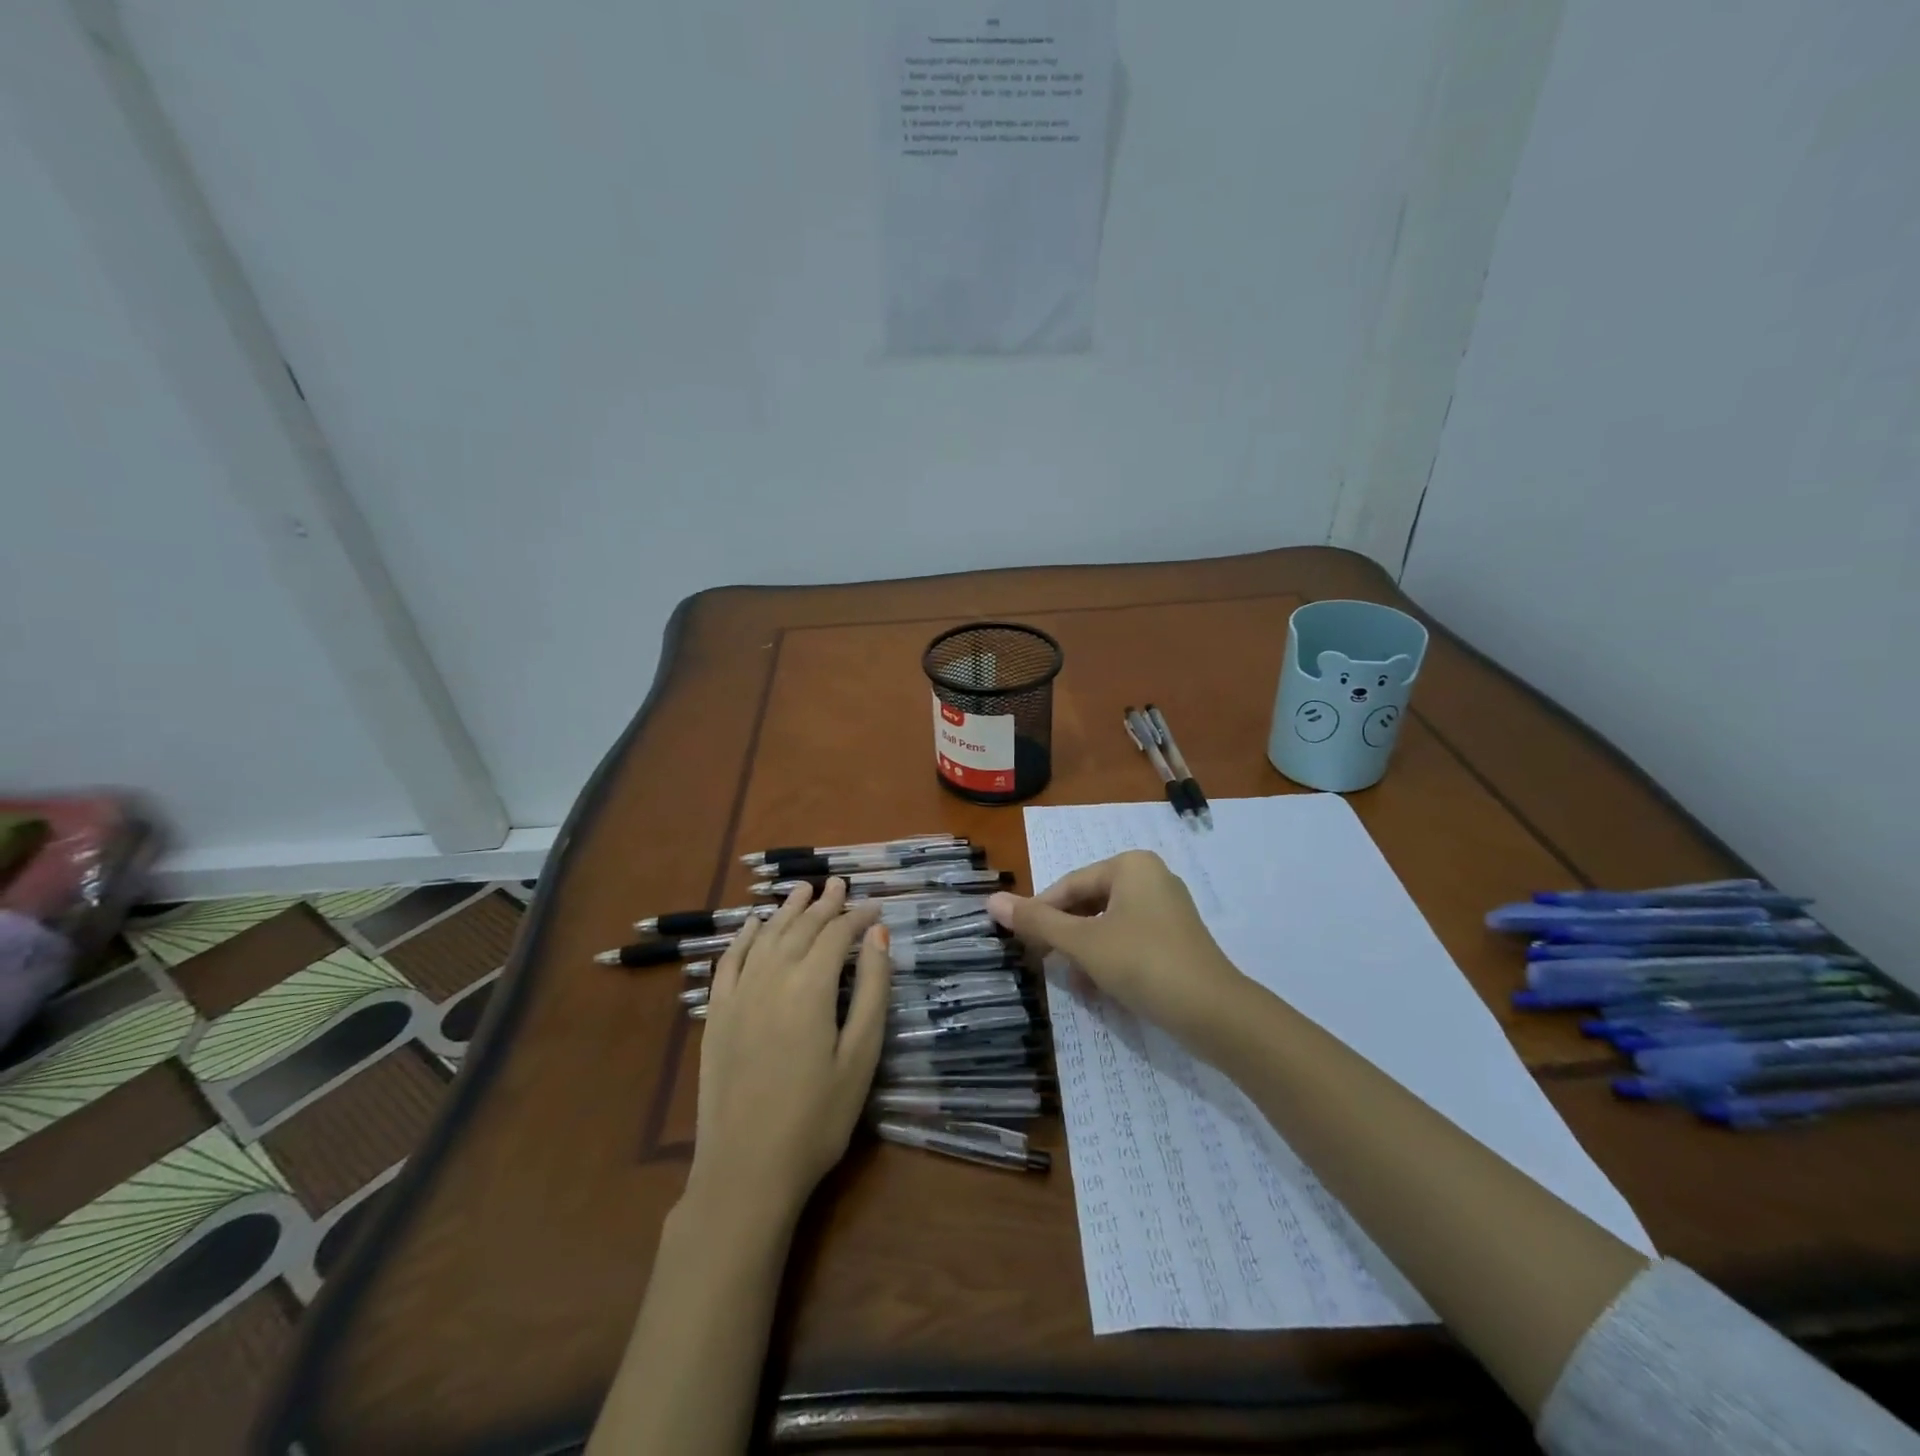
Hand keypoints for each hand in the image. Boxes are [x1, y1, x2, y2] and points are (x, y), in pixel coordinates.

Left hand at [689, 878, 891, 1218]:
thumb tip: (878, 936)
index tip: (876, 906)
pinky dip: (742, 937)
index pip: (837, 934)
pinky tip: (751, 924)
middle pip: (800, 928)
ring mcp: (738, 995)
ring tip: (803, 890)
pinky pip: (729, 962)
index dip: (858, 916)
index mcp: (810, 987)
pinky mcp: (716, 1015)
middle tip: (840, 884)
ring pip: (765, 936)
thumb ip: (872, 991)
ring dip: (786, 910)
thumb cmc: (817, 1118)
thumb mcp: (861, 1056)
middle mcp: (771, 978)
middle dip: (824, 904)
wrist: (746, 1169)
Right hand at [988, 851, 1248, 1043]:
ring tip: (1069, 981)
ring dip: (1084, 951)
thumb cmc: (1143, 963)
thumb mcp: (1083, 943)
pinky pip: (1129, 939)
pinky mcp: (1176, 938)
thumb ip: (1037, 922)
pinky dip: (1109, 958)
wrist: (1214, 1012)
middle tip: (1042, 963)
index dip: (1040, 913)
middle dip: (1064, 934)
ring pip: (1107, 924)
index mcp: (1130, 865)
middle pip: (1089, 902)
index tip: (1018, 941)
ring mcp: (1167, 908)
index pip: (1069, 885)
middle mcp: (1150, 877)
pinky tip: (1097, 987)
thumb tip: (991, 901)